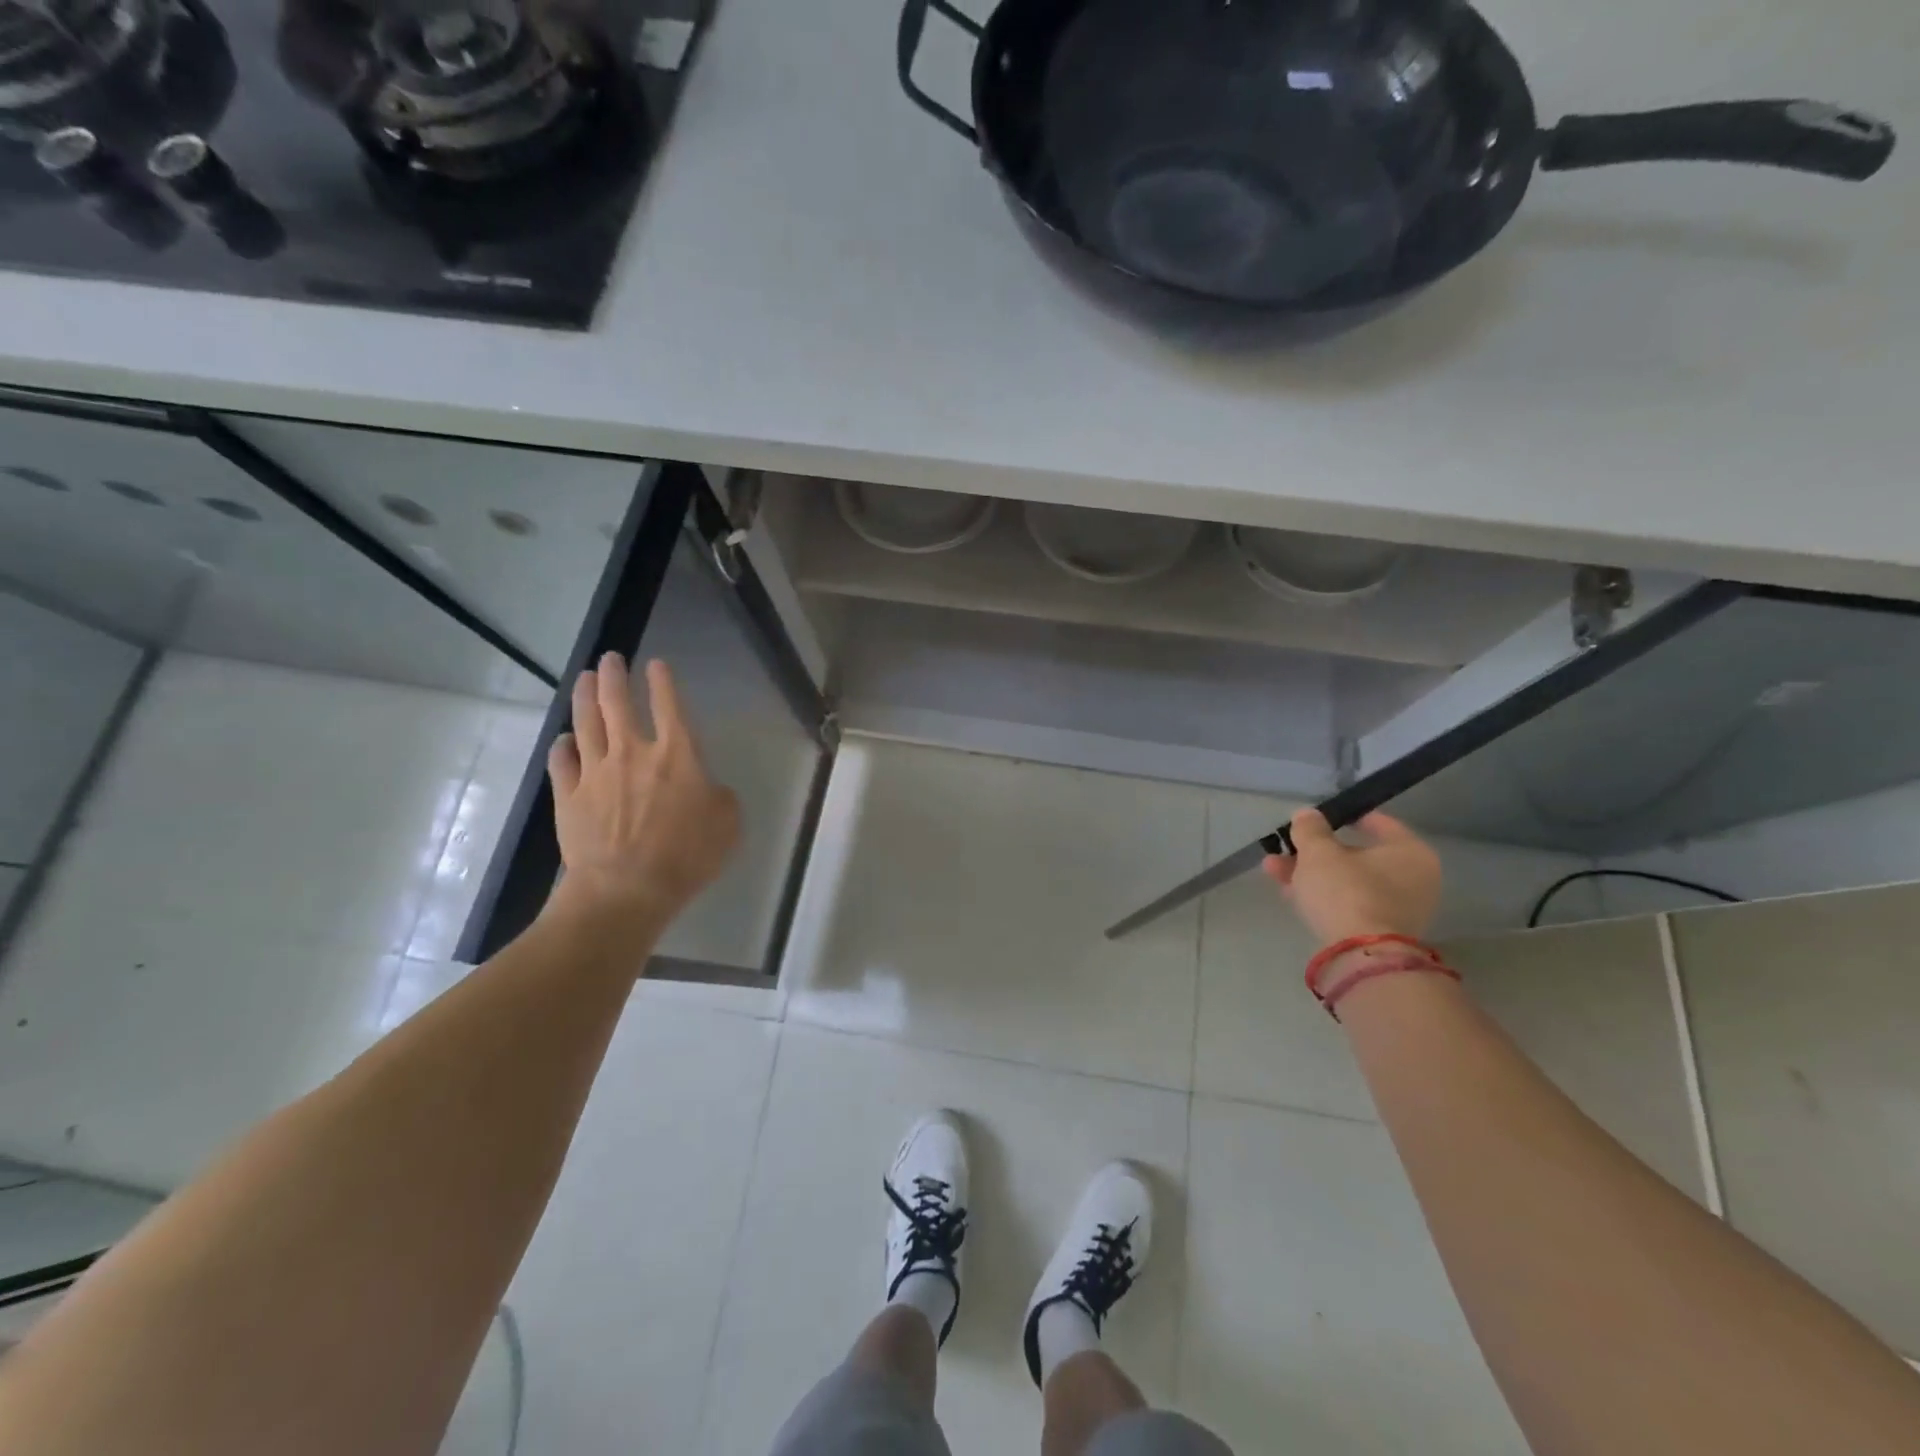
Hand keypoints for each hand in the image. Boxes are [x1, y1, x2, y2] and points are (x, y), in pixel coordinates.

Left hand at [544, 654, 739, 937]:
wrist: (626, 890)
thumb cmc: (686, 856)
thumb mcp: (728, 824)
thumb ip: (719, 796)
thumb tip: (706, 787)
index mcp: (677, 755)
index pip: (670, 706)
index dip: (663, 681)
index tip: (656, 664)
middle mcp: (633, 752)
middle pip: (617, 703)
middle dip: (614, 675)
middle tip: (610, 658)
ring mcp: (596, 772)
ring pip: (586, 722)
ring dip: (585, 696)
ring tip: (585, 678)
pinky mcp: (569, 795)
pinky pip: (562, 761)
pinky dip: (563, 745)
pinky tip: (566, 739)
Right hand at [1262, 808, 1440, 945]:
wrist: (1360, 955)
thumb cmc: (1346, 890)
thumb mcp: (1318, 852)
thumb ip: (1310, 829)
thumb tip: (1307, 815)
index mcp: (1410, 851)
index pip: (1376, 823)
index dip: (1342, 817)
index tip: (1315, 819)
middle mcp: (1414, 878)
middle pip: (1356, 855)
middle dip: (1315, 851)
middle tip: (1284, 847)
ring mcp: (1400, 908)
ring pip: (1348, 881)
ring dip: (1311, 873)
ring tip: (1272, 869)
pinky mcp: (1382, 932)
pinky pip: (1349, 903)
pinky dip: (1323, 895)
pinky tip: (1289, 892)